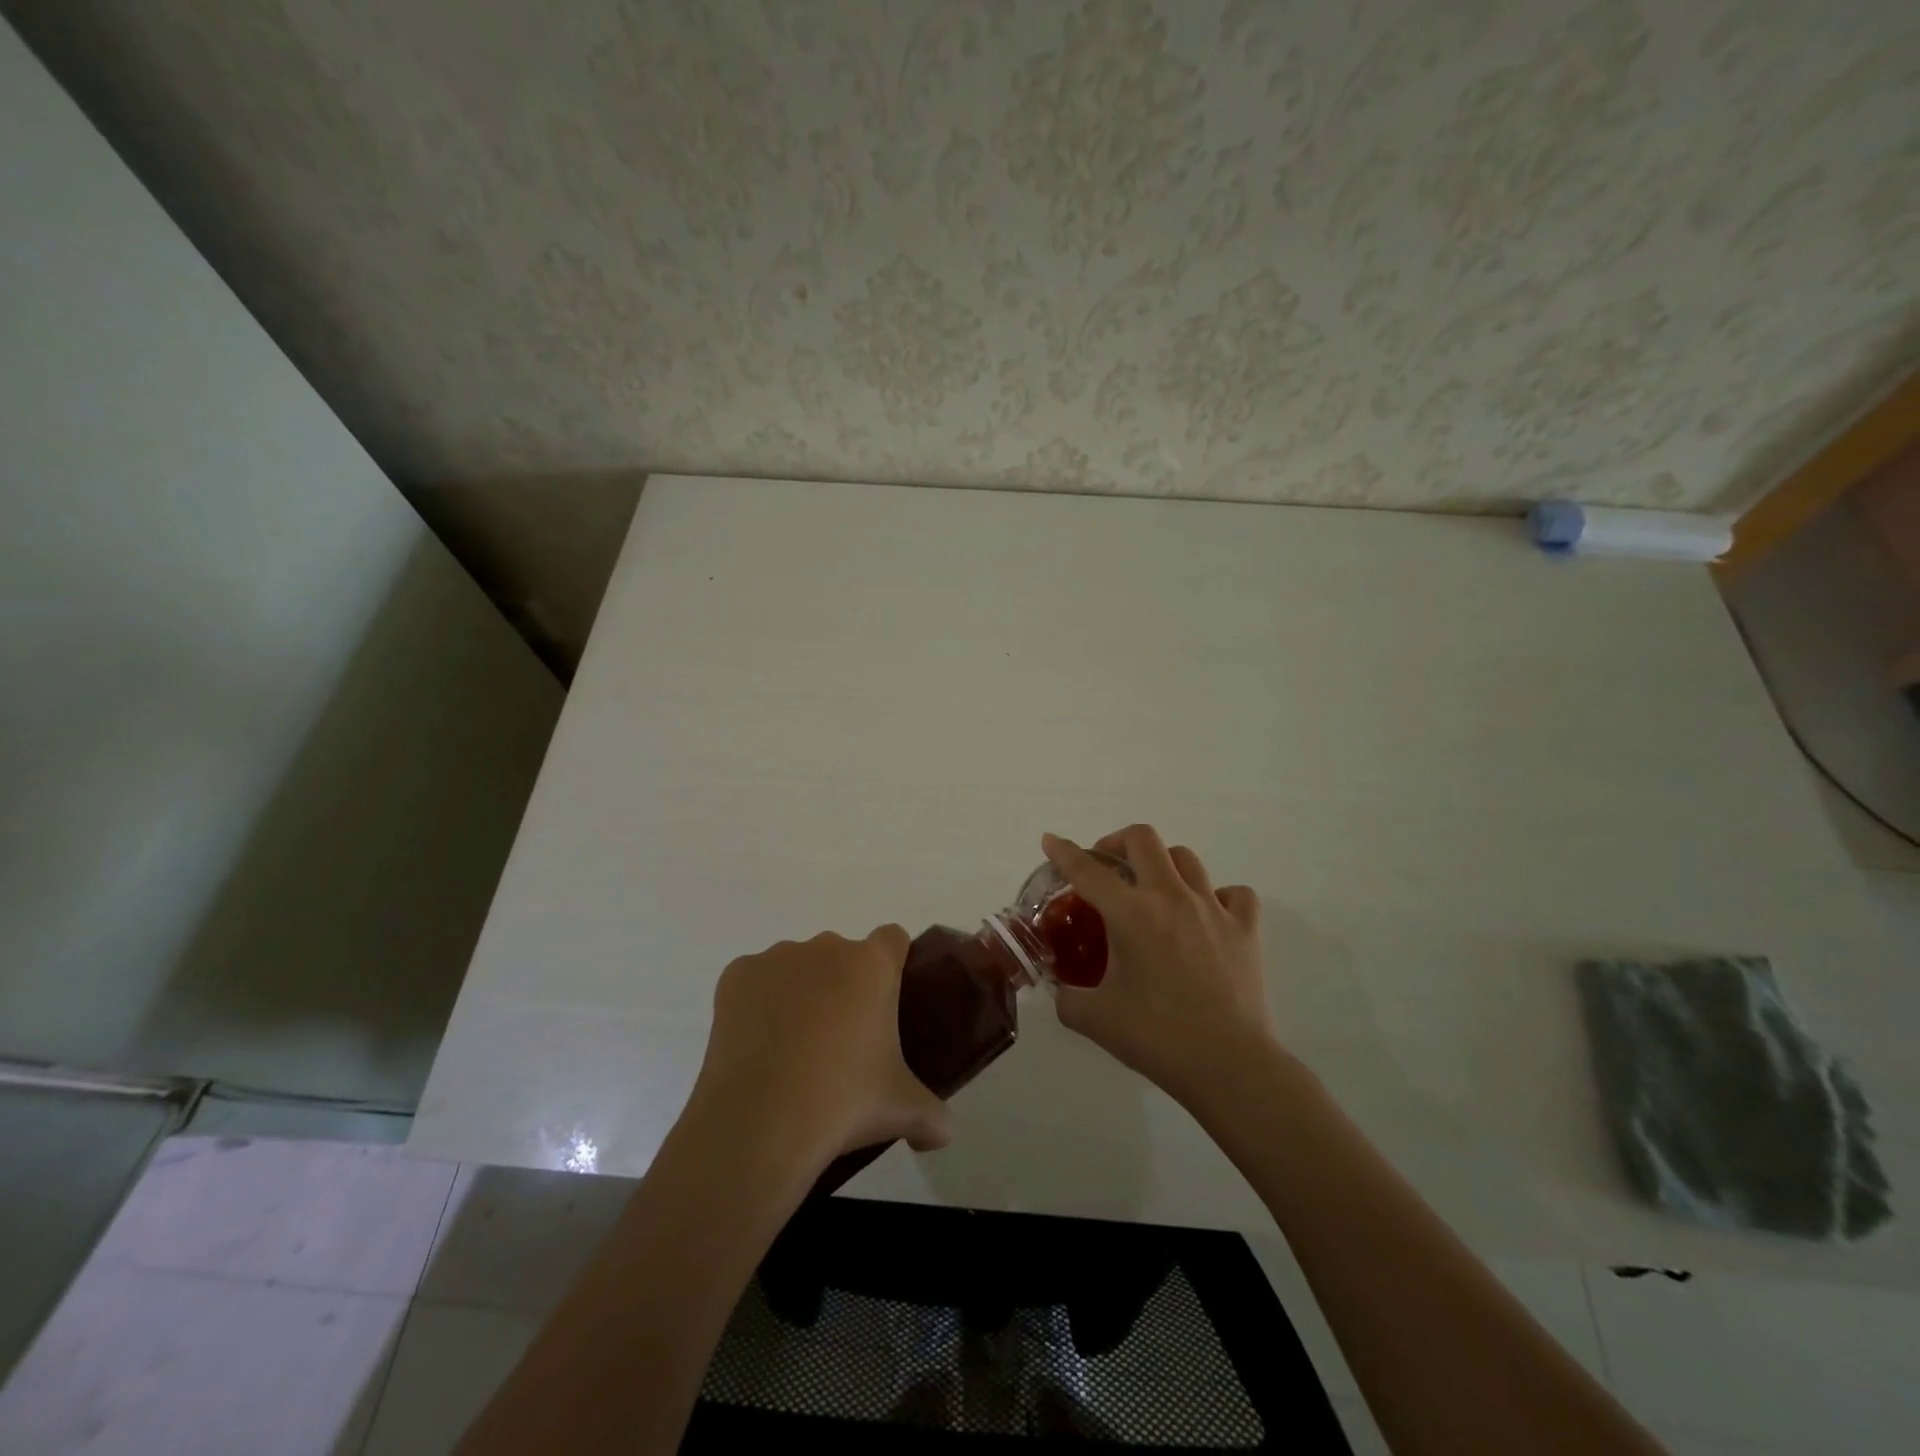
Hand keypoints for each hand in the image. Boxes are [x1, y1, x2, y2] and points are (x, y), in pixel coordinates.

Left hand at [686, 927, 951, 1175]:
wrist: (760, 1121)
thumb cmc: (844, 1102)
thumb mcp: (904, 1110)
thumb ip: (933, 1116)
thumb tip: (944, 1133)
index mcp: (872, 964)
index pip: (893, 939)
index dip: (893, 966)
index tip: (887, 1004)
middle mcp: (826, 947)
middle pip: (842, 956)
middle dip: (843, 987)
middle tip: (843, 1042)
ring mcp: (777, 957)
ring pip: (797, 967)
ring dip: (800, 994)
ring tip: (794, 1053)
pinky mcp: (736, 975)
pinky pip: (755, 982)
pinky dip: (758, 1005)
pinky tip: (758, 1048)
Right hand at [1041, 826, 1277, 1105]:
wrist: (1229, 1066)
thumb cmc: (1157, 1038)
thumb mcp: (1095, 1019)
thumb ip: (1067, 997)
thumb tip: (1060, 988)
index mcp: (1130, 914)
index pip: (1087, 870)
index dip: (1063, 851)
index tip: (1050, 841)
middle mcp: (1171, 898)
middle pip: (1142, 839)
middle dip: (1116, 842)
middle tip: (1107, 866)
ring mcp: (1213, 909)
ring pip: (1185, 858)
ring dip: (1162, 863)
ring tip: (1153, 888)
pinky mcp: (1246, 928)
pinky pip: (1233, 893)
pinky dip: (1217, 896)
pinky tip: (1207, 916)